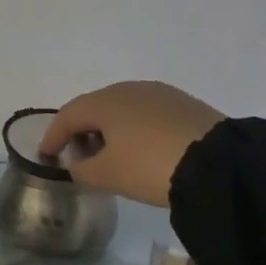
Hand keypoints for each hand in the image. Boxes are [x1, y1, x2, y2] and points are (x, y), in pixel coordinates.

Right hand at [40, 82, 224, 207]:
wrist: (219, 163)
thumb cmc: (150, 166)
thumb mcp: (107, 176)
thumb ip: (82, 170)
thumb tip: (78, 164)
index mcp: (104, 101)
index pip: (67, 115)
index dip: (53, 136)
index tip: (46, 154)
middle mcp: (128, 89)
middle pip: (95, 107)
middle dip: (82, 129)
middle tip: (78, 154)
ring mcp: (159, 93)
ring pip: (123, 108)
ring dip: (110, 128)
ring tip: (111, 153)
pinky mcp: (184, 104)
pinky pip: (147, 113)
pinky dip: (135, 128)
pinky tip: (142, 148)